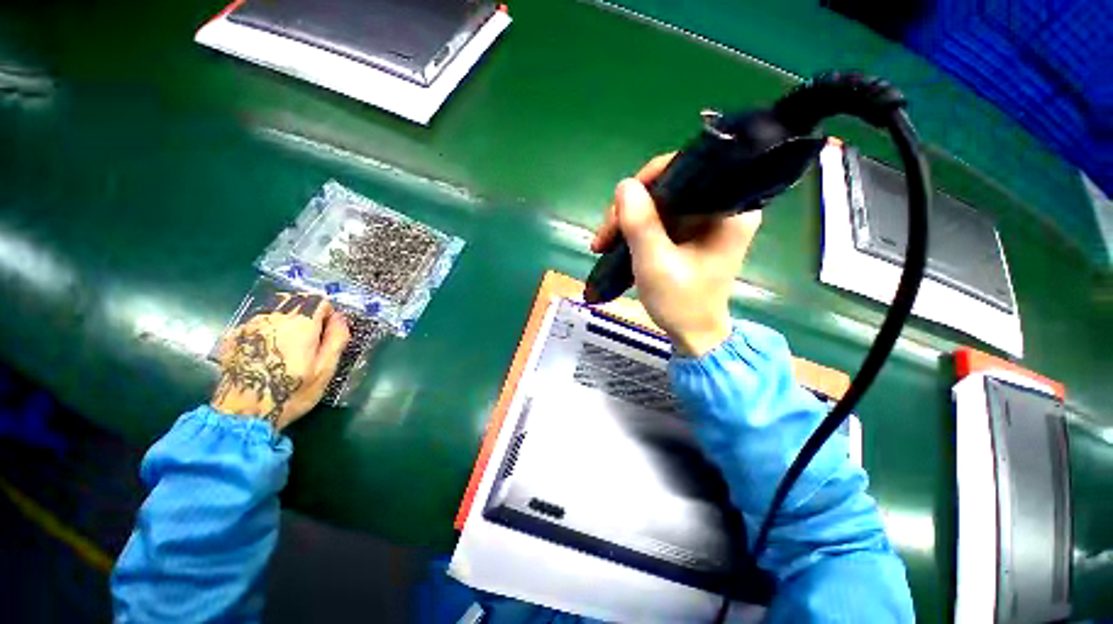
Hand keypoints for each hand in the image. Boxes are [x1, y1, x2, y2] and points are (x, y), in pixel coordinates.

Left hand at [212, 294, 350, 429]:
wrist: (243, 414)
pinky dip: (267, 328)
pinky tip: (267, 350)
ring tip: (288, 343)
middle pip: (295, 300)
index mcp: (300, 324)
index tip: (328, 332)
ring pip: (274, 308)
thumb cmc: (292, 392)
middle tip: (310, 337)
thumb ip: (336, 339)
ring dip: (286, 318)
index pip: (318, 301)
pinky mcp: (233, 336)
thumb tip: (340, 318)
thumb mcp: (325, 369)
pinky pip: (256, 321)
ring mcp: (249, 325)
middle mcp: (274, 317)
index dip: (328, 314)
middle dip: (307, 312)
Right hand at [590, 154, 761, 356]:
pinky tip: (614, 243)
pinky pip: (659, 218)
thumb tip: (624, 185)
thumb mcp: (655, 264)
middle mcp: (722, 207)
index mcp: (729, 210)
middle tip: (604, 236)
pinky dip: (634, 229)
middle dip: (631, 208)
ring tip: (602, 245)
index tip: (620, 206)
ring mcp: (705, 220)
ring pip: (658, 203)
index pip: (688, 170)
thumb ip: (640, 224)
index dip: (649, 181)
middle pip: (669, 187)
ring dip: (627, 221)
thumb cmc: (681, 303)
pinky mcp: (691, 232)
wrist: (692, 334)